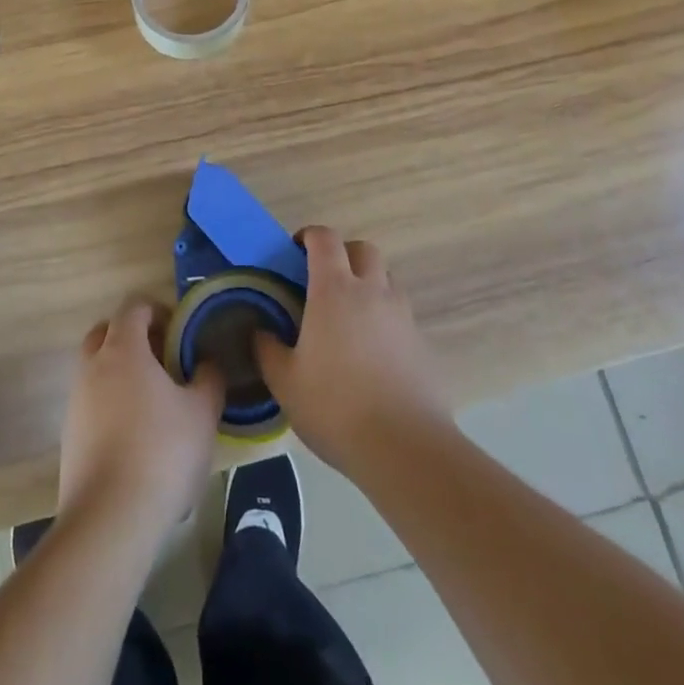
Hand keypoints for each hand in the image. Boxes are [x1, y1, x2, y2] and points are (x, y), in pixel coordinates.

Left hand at [59, 297, 224, 535]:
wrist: (110, 518)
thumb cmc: (162, 452)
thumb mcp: (203, 412)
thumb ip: (209, 378)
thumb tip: (206, 364)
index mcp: (123, 349)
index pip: (134, 307)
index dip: (158, 311)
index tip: (180, 332)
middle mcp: (93, 366)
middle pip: (106, 332)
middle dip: (133, 337)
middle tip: (162, 360)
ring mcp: (76, 401)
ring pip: (96, 368)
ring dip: (120, 372)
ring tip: (153, 402)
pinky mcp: (69, 435)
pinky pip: (91, 402)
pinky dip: (110, 405)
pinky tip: (135, 436)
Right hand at [256, 227, 452, 474]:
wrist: (405, 448)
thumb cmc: (335, 407)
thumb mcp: (285, 382)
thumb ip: (268, 350)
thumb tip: (260, 331)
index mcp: (335, 290)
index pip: (325, 239)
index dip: (309, 236)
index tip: (295, 250)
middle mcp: (372, 291)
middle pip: (363, 249)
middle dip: (344, 254)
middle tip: (325, 280)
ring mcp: (402, 316)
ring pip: (387, 279)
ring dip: (368, 284)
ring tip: (350, 317)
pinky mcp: (422, 344)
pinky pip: (401, 315)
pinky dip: (386, 320)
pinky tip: (373, 353)